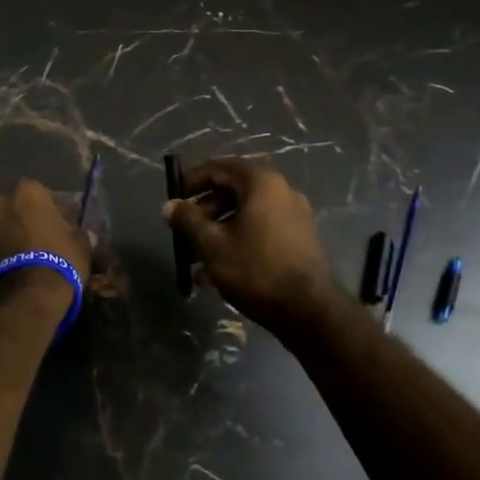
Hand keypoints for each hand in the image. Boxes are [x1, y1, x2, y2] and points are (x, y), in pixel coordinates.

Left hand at [0, 179, 92, 314]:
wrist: (25, 299)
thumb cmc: (59, 263)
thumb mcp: (81, 247)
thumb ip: (77, 234)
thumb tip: (79, 234)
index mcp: (27, 192)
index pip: (40, 194)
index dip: (48, 211)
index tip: (56, 227)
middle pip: (10, 208)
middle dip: (19, 221)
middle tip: (33, 243)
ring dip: (0, 238)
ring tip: (14, 261)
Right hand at [163, 160, 339, 338]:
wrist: (310, 311)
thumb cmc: (256, 269)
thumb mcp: (212, 244)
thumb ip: (188, 220)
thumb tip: (169, 206)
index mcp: (261, 182)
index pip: (218, 168)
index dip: (191, 181)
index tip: (173, 200)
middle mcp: (280, 190)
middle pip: (232, 191)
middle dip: (203, 212)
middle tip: (182, 233)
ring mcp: (293, 215)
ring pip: (245, 214)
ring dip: (217, 231)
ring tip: (195, 260)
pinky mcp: (299, 239)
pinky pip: (260, 230)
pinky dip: (237, 241)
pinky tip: (218, 271)